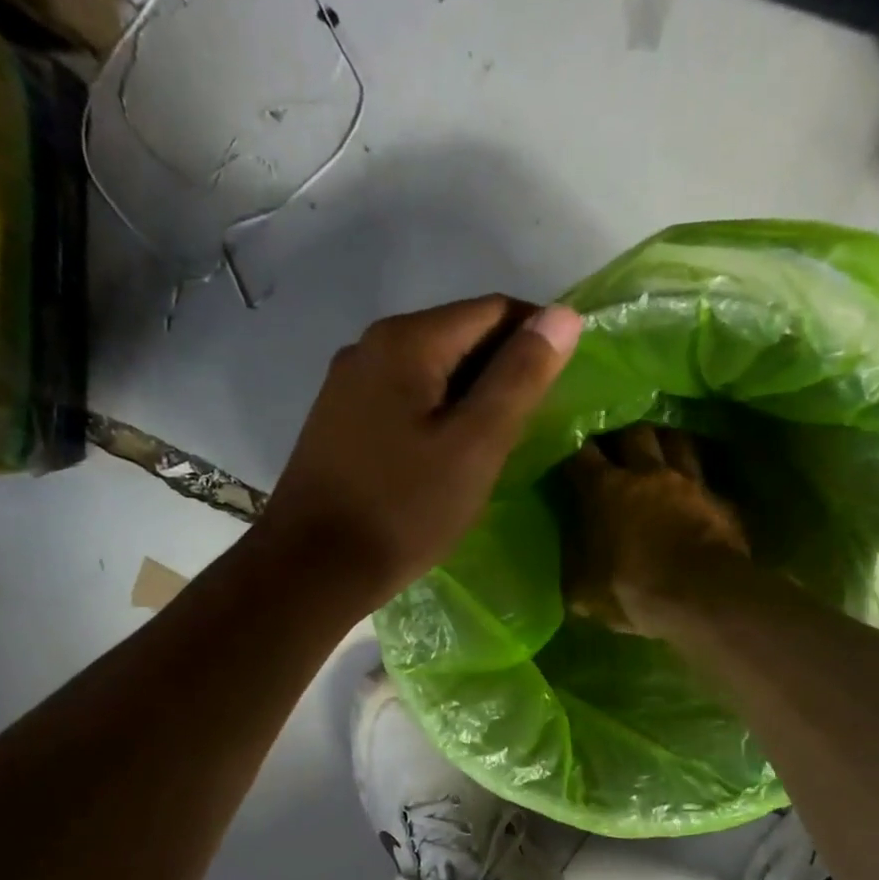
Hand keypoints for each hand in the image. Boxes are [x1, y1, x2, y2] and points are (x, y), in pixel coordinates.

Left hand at [257, 296, 581, 606]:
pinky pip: (403, 398)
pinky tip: (445, 456)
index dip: (536, 338)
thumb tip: (564, 315)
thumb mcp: (476, 445)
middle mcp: (370, 346)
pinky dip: (436, 414)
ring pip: (430, 370)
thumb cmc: (404, 509)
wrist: (314, 568)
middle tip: (529, 427)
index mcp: (406, 340)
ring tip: (492, 446)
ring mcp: (347, 384)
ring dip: (469, 396)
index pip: (493, 311)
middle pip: (458, 335)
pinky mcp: (338, 420)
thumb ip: (520, 377)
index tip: (560, 387)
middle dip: (502, 370)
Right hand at [566, 425, 750, 635]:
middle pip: (634, 433)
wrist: (702, 597)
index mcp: (605, 489)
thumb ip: (575, 568)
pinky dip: (696, 481)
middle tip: (617, 448)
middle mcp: (646, 473)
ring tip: (659, 451)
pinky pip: (705, 478)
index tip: (570, 457)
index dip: (574, 451)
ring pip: (676, 441)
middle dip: (623, 437)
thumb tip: (571, 564)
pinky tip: (694, 491)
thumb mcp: (585, 590)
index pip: (581, 454)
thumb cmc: (633, 590)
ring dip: (665, 443)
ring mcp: (689, 482)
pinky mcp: (720, 499)